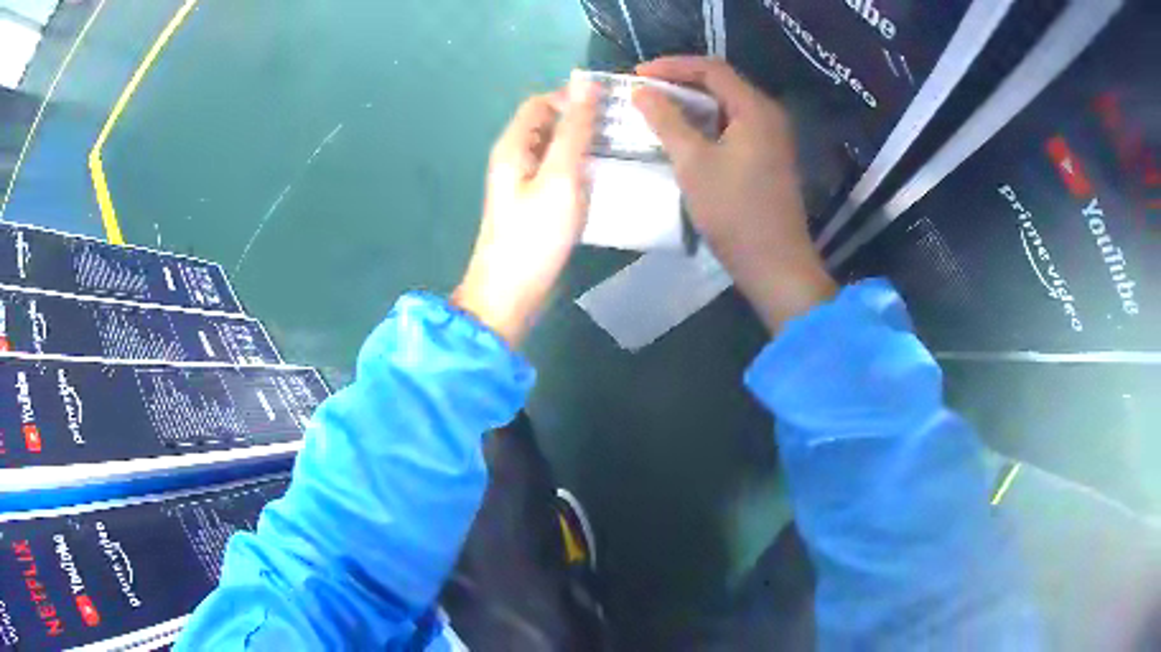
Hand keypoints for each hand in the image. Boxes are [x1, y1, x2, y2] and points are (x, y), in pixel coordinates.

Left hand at [454, 75, 598, 345]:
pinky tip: (605, 177)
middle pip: (549, 123)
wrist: (511, 293)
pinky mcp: (535, 203)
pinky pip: (559, 171)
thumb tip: (584, 81)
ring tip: (622, 150)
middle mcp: (515, 157)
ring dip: (584, 144)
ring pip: (556, 148)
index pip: (542, 102)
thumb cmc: (535, 235)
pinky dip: (580, 167)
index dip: (573, 98)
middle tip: (623, 130)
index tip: (611, 108)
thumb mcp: (560, 176)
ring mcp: (524, 182)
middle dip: (582, 120)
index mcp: (513, 145)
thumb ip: (574, 128)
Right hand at [634, 56, 836, 333]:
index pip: (711, 69)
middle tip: (643, 93)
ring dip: (691, 105)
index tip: (638, 75)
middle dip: (680, 84)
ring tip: (655, 112)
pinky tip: (682, 137)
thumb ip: (666, 121)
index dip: (672, 66)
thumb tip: (642, 92)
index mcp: (755, 109)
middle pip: (721, 84)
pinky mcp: (767, 157)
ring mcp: (771, 137)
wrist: (774, 264)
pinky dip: (705, 125)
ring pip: (726, 107)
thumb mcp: (693, 162)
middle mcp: (768, 115)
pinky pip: (733, 128)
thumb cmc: (734, 212)